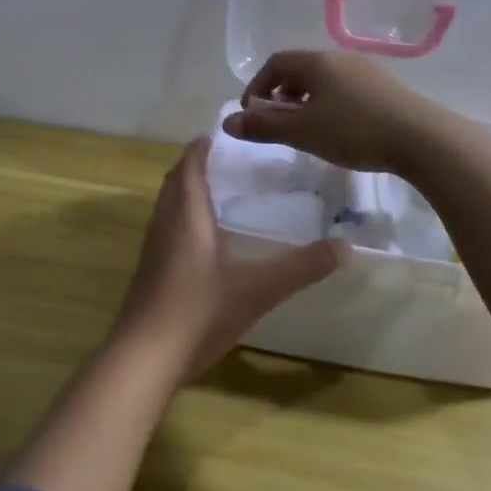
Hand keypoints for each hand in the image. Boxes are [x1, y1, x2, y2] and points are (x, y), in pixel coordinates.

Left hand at [110, 136, 344, 377]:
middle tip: (224, 159)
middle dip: (193, 165)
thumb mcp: (258, 289)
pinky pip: (165, 229)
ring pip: (166, 206)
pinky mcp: (149, 273)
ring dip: (185, 191)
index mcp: (186, 216)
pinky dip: (182, 218)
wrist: (144, 357)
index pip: (189, 167)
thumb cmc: (199, 313)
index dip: (201, 148)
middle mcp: (164, 225)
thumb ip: (301, 267)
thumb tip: (346, 247)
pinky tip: (203, 240)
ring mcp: (152, 250)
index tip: (221, 133)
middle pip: (174, 183)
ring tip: (216, 191)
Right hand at [221, 50, 440, 172]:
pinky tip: (336, 130)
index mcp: (317, 62)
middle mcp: (340, 59)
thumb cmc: (353, 131)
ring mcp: (366, 72)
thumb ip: (263, 127)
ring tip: (304, 128)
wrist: (422, 139)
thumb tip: (227, 123)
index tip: (252, 115)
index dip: (257, 87)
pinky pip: (344, 90)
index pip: (275, 63)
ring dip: (304, 100)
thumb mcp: (302, 132)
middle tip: (275, 122)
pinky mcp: (385, 89)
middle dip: (280, 94)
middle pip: (299, 69)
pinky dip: (327, 104)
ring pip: (323, 80)